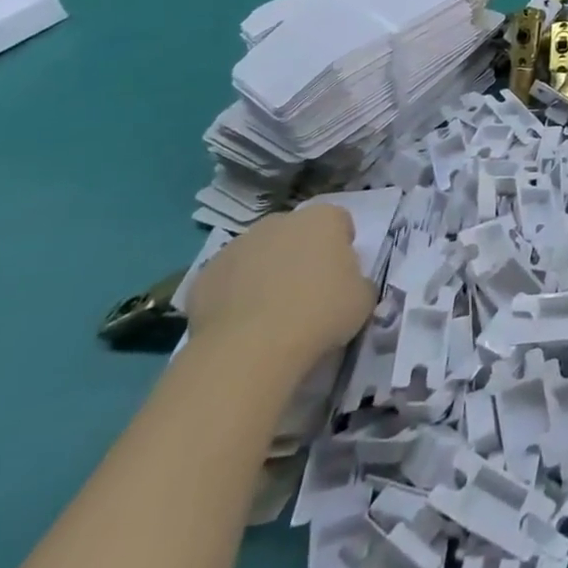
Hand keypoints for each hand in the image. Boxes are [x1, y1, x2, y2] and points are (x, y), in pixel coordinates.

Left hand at [186, 205, 374, 364]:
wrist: (250, 348)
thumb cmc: (320, 313)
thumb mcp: (363, 298)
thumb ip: (357, 281)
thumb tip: (345, 285)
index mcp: (323, 219)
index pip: (339, 222)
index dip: (341, 247)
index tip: (340, 275)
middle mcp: (279, 221)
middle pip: (295, 233)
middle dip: (300, 254)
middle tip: (306, 293)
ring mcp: (237, 246)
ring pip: (259, 254)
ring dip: (266, 272)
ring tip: (270, 313)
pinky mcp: (204, 275)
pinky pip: (228, 280)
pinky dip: (234, 296)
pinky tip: (241, 324)